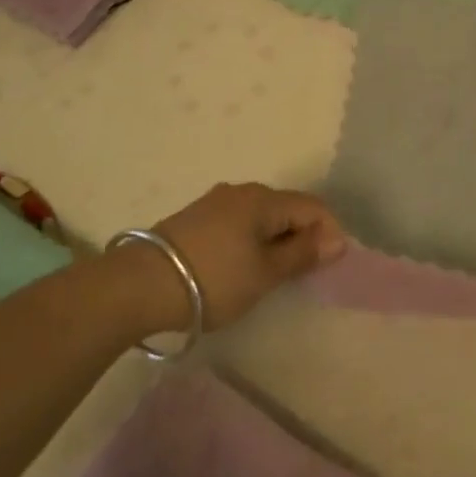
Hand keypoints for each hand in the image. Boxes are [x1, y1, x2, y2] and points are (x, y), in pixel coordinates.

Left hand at [151, 182, 346, 327]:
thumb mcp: (265, 273)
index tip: (329, 266)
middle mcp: (242, 191)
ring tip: (272, 273)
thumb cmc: (213, 279)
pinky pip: (238, 223)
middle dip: (302, 235)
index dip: (329, 232)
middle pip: (287, 208)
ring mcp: (215, 202)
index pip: (313, 207)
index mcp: (264, 199)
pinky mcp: (195, 218)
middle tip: (302, 273)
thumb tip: (337, 240)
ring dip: (275, 239)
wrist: (138, 285)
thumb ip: (302, 255)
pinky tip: (241, 265)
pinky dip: (251, 240)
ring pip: (261, 216)